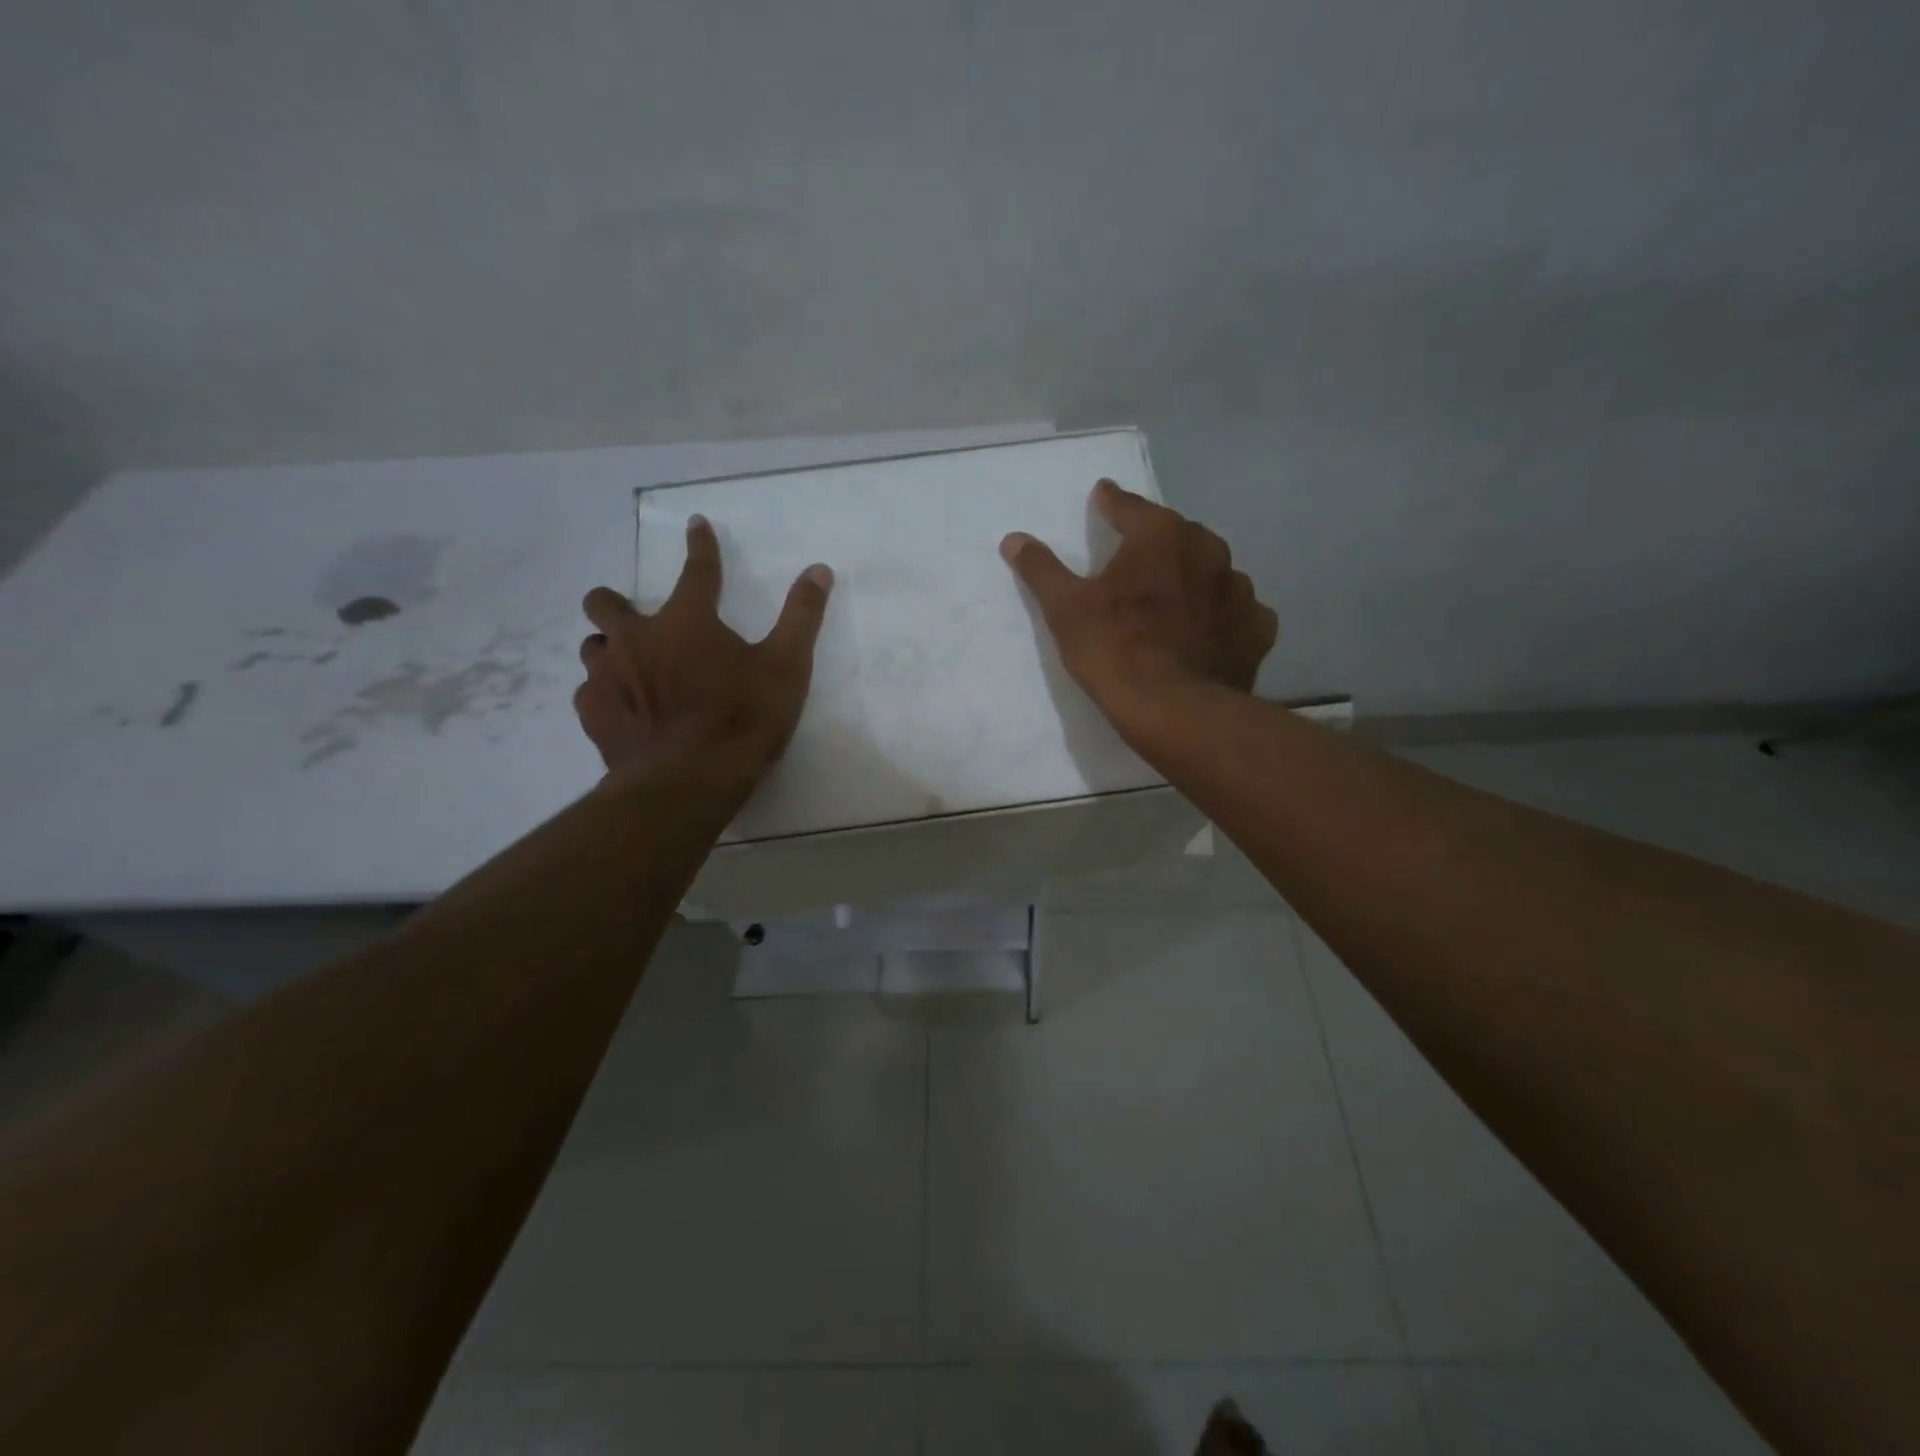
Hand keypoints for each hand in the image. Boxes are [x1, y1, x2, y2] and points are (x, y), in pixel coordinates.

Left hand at [574, 515, 832, 782]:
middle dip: (617, 601)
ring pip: (592, 646)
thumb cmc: (743, 719)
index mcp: (687, 621)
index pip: (697, 570)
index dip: (701, 546)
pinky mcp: (593, 714)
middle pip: (606, 601)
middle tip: (638, 619)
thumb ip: (801, 616)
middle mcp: (637, 638)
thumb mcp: (787, 666)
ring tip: (631, 667)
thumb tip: (819, 569)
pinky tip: (622, 709)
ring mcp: (608, 676)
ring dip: (609, 648)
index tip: (696, 524)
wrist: (688, 781)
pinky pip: (588, 691)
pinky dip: (604, 693)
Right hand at [1000, 479, 1276, 730]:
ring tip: (1173, 599)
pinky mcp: (1257, 630)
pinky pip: (1237, 612)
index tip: (1102, 497)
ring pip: (1212, 572)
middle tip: (1136, 557)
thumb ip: (1042, 570)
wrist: (1177, 712)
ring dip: (1192, 578)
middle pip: (1177, 535)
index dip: (1111, 503)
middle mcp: (1208, 551)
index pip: (1130, 507)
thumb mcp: (1066, 609)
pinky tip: (1208, 632)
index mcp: (1161, 536)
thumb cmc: (1116, 650)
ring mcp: (1240, 591)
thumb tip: (1014, 539)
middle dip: (1157, 542)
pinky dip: (1221, 617)